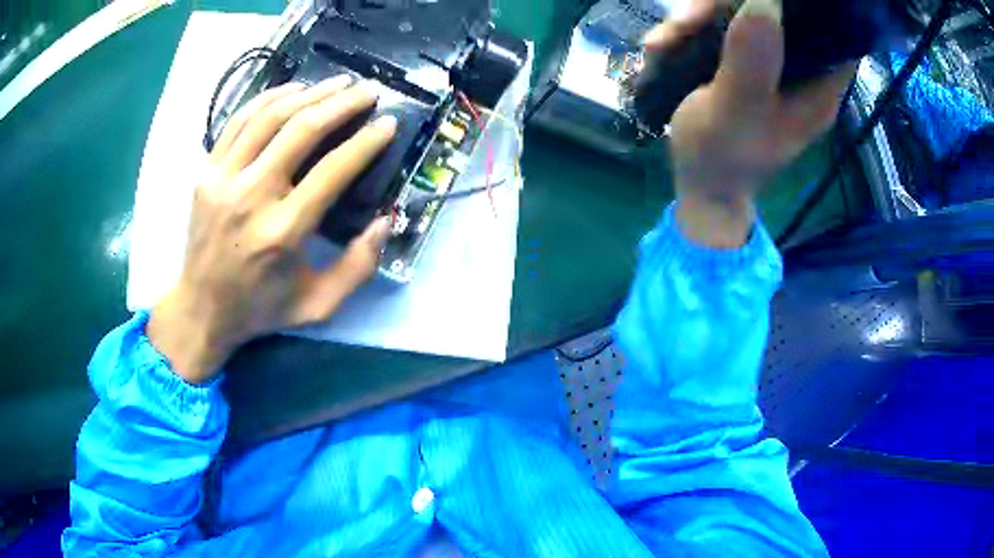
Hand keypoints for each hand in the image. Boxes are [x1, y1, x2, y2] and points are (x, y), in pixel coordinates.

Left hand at [148, 77, 396, 384]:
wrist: (201, 308)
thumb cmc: (261, 308)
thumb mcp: (318, 305)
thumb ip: (358, 267)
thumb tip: (385, 221)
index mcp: (283, 232)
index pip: (332, 169)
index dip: (365, 141)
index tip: (387, 123)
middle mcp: (251, 197)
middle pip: (302, 129)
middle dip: (341, 103)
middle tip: (367, 91)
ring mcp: (222, 179)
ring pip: (270, 116)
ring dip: (308, 93)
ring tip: (336, 83)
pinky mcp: (205, 172)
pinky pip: (238, 121)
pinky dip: (267, 99)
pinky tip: (291, 90)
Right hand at [643, 0, 854, 247]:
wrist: (700, 184)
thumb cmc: (720, 157)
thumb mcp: (735, 111)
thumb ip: (752, 60)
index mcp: (818, 87)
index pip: (826, 29)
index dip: (797, 8)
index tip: (754, 3)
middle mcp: (801, 70)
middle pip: (776, 12)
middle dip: (725, 8)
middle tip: (686, 23)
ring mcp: (772, 63)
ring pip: (742, 13)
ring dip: (697, 19)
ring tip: (663, 45)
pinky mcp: (746, 60)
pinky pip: (721, 26)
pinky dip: (690, 31)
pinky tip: (663, 48)